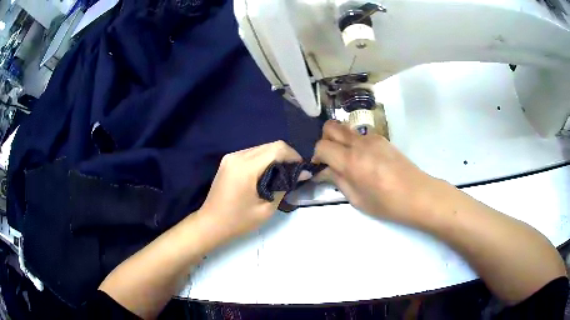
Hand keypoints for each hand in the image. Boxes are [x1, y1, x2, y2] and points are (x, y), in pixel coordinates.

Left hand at [199, 141, 306, 241]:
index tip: (302, 170)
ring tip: (283, 174)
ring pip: (261, 148)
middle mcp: (237, 156)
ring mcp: (231, 157)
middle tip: (295, 173)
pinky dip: (264, 160)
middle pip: (270, 146)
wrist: (210, 224)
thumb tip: (302, 173)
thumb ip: (284, 186)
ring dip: (275, 157)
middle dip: (286, 156)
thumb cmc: (238, 221)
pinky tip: (267, 174)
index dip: (293, 156)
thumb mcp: (266, 208)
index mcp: (246, 167)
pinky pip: (251, 153)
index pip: (277, 149)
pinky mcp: (228, 160)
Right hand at [313, 121, 450, 226]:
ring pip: (346, 129)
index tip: (321, 167)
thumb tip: (325, 170)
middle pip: (331, 127)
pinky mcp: (383, 139)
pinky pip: (361, 135)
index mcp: (351, 161)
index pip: (321, 146)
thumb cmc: (387, 204)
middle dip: (325, 139)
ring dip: (341, 140)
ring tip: (349, 159)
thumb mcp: (357, 200)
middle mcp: (360, 144)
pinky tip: (366, 160)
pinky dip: (355, 143)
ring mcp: (373, 138)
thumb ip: (338, 181)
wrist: (418, 194)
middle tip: (331, 157)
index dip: (317, 156)